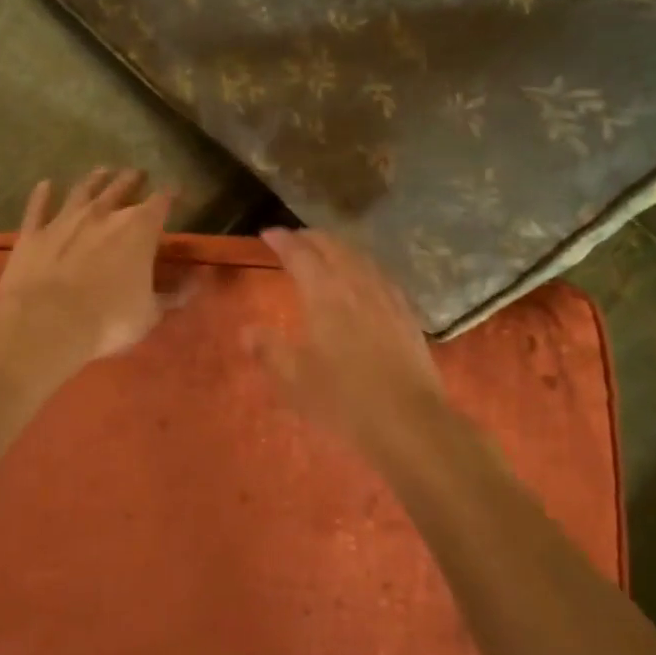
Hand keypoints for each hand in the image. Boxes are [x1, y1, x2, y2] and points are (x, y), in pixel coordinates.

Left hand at [0, 168, 174, 369]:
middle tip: (138, 173)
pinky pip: (38, 207)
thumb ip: (174, 294)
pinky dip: (42, 195)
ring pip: (83, 190)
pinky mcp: (33, 233)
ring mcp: (65, 219)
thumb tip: (198, 280)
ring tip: (102, 170)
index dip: (170, 194)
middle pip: (121, 187)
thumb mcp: (150, 313)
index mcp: (139, 229)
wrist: (46, 322)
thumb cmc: (108, 319)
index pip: (161, 202)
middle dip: (133, 179)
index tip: (175, 190)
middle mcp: (103, 214)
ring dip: (94, 179)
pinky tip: (45, 184)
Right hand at [253, 228, 453, 456]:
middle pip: (333, 247)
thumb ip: (269, 349)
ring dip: (338, 247)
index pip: (300, 254)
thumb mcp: (295, 379)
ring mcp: (386, 296)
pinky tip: (363, 278)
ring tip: (326, 251)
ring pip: (360, 256)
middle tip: (295, 238)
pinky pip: (380, 274)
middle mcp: (356, 284)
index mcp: (324, 294)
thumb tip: (247, 331)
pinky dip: (363, 265)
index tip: (268, 234)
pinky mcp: (406, 312)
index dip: (282, 241)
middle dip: (311, 237)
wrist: (408, 420)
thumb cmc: (344, 399)